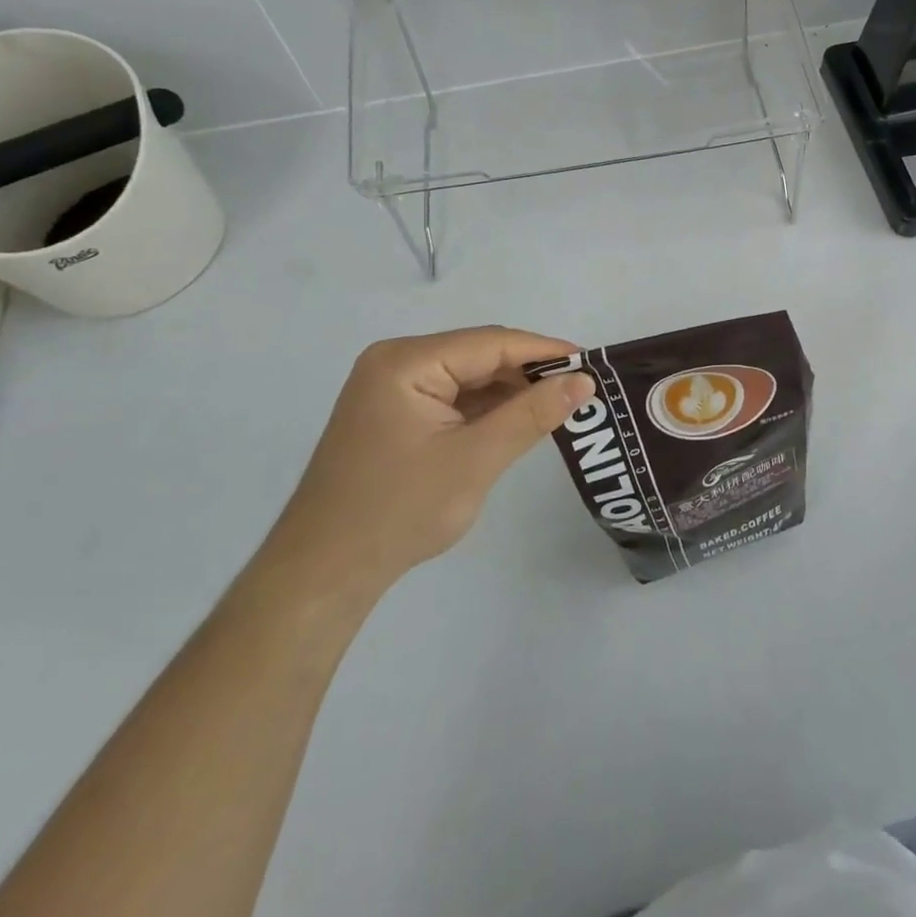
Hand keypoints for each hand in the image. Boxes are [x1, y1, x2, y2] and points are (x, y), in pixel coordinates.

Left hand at [259, 327, 593, 607]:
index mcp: (407, 362)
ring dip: (510, 391)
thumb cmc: (398, 511)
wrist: (323, 574)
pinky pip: (452, 397)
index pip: (491, 343)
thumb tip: (585, 381)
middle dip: (528, 372)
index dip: (544, 351)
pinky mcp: (395, 414)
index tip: (592, 363)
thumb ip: (532, 415)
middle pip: (479, 355)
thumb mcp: (476, 460)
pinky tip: (518, 421)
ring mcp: (392, 388)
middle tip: (581, 389)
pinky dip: (486, 408)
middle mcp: (396, 363)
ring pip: (468, 376)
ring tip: (559, 405)